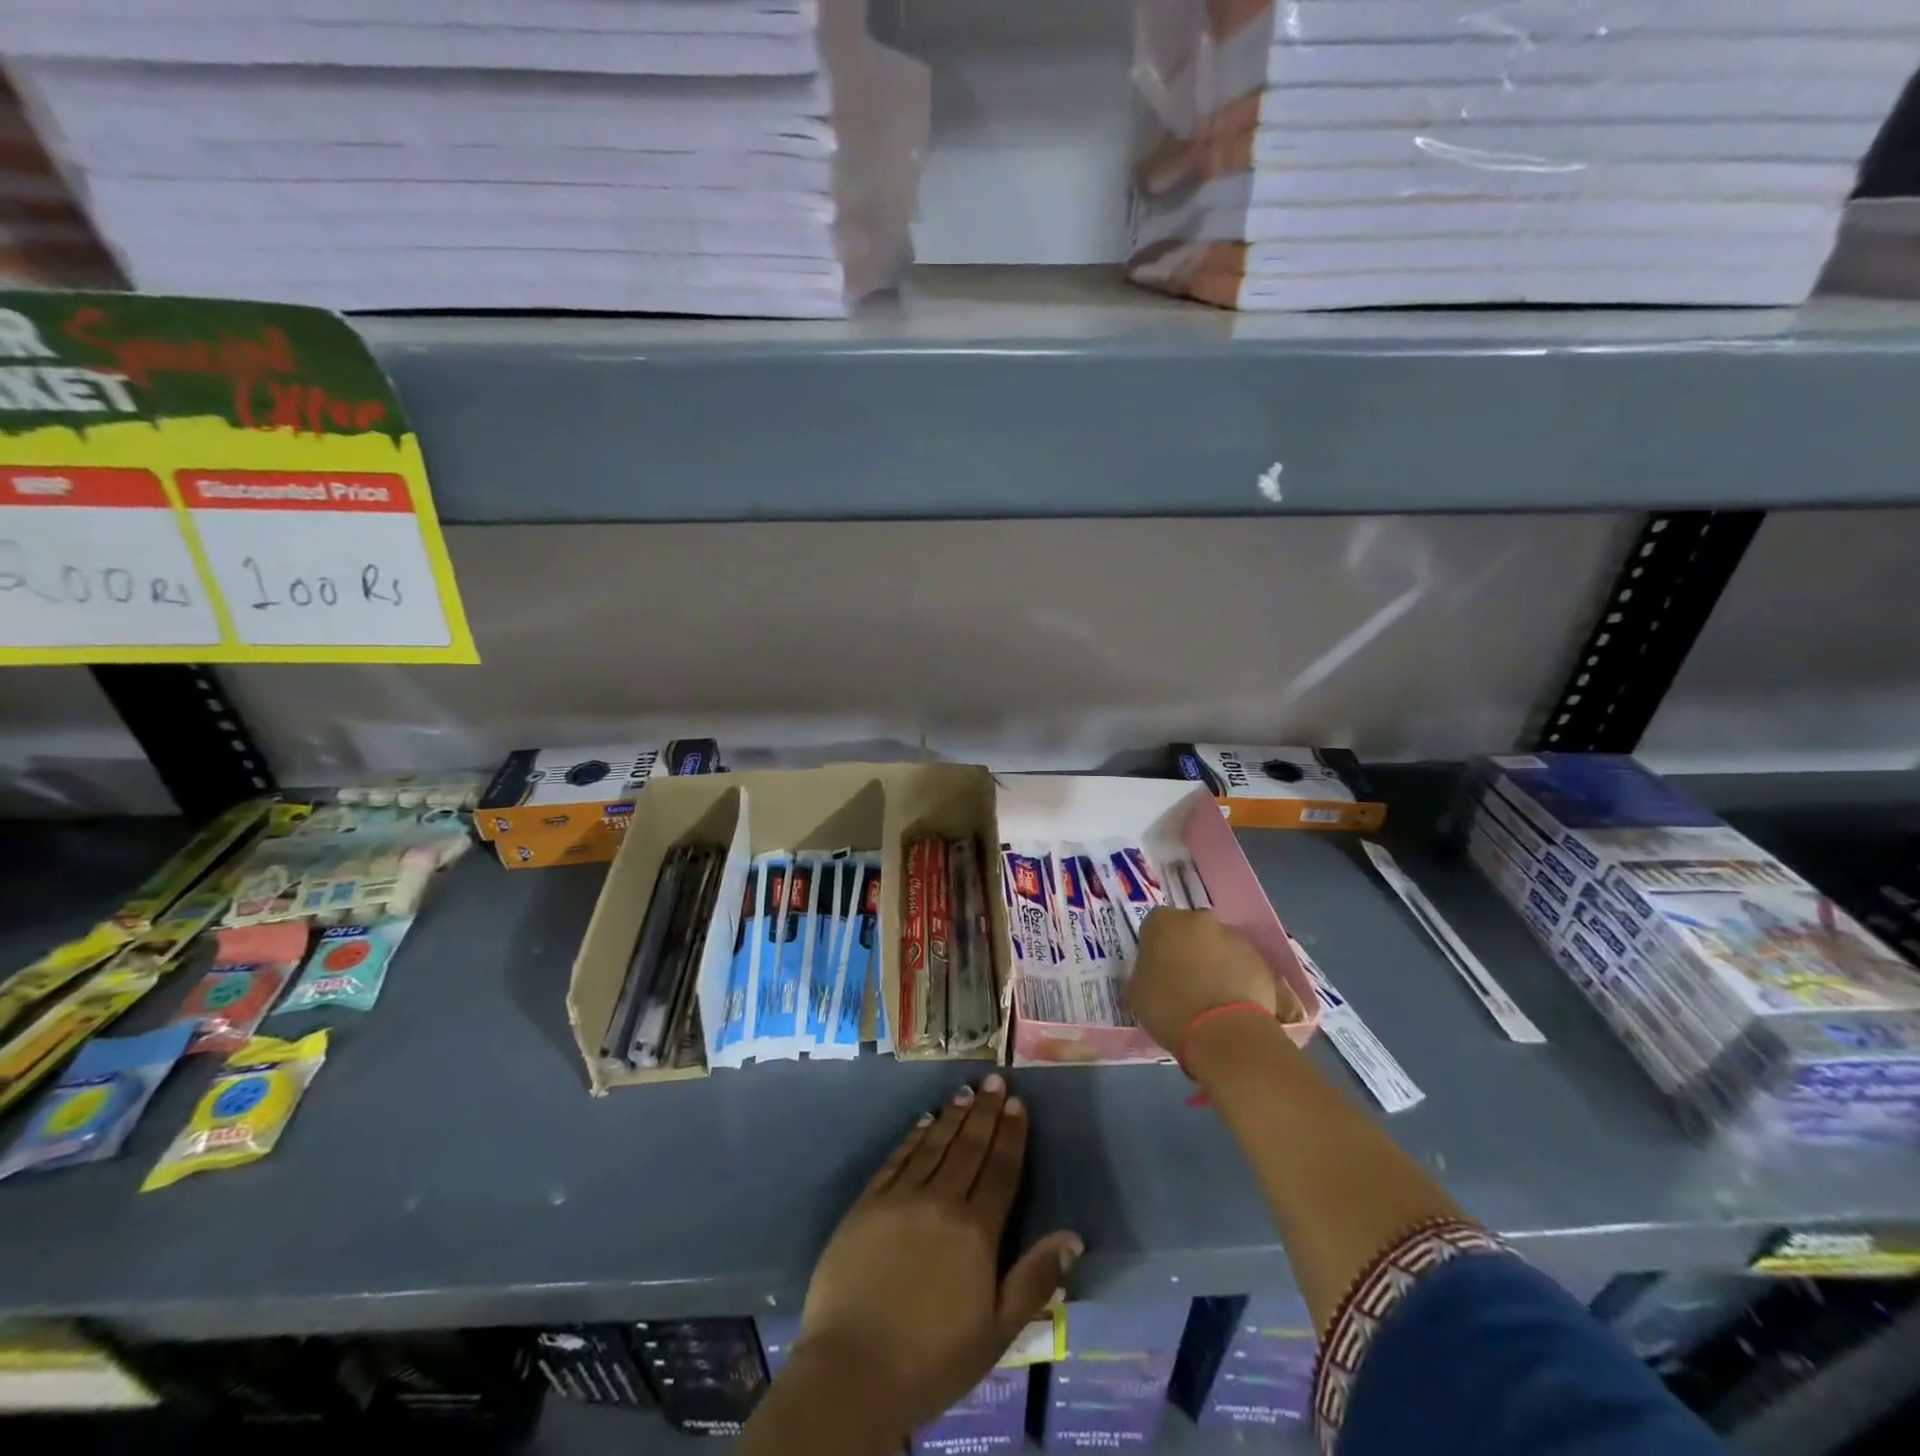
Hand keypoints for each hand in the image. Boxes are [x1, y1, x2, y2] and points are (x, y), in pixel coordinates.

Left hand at [792, 1075, 1081, 1435]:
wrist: (852, 1372)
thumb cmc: (932, 1359)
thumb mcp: (996, 1333)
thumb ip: (1034, 1280)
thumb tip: (1073, 1238)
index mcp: (975, 1231)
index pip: (1000, 1170)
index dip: (1010, 1135)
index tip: (1017, 1103)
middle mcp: (940, 1201)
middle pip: (968, 1147)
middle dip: (985, 1112)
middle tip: (994, 1079)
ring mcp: (899, 1198)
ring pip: (933, 1145)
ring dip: (952, 1117)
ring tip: (965, 1092)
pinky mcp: (867, 1204)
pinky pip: (897, 1159)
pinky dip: (913, 1137)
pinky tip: (923, 1121)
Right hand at [1127, 908, 1289, 1052]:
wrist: (1224, 1033)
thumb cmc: (1169, 1009)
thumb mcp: (1136, 992)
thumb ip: (1144, 972)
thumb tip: (1153, 974)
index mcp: (1164, 922)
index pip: (1155, 927)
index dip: (1156, 948)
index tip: (1156, 970)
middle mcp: (1200, 920)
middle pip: (1192, 931)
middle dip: (1189, 950)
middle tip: (1185, 981)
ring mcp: (1235, 938)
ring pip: (1221, 948)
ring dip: (1217, 964)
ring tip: (1214, 999)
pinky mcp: (1262, 961)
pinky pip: (1245, 969)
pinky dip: (1240, 981)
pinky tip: (1234, 1008)